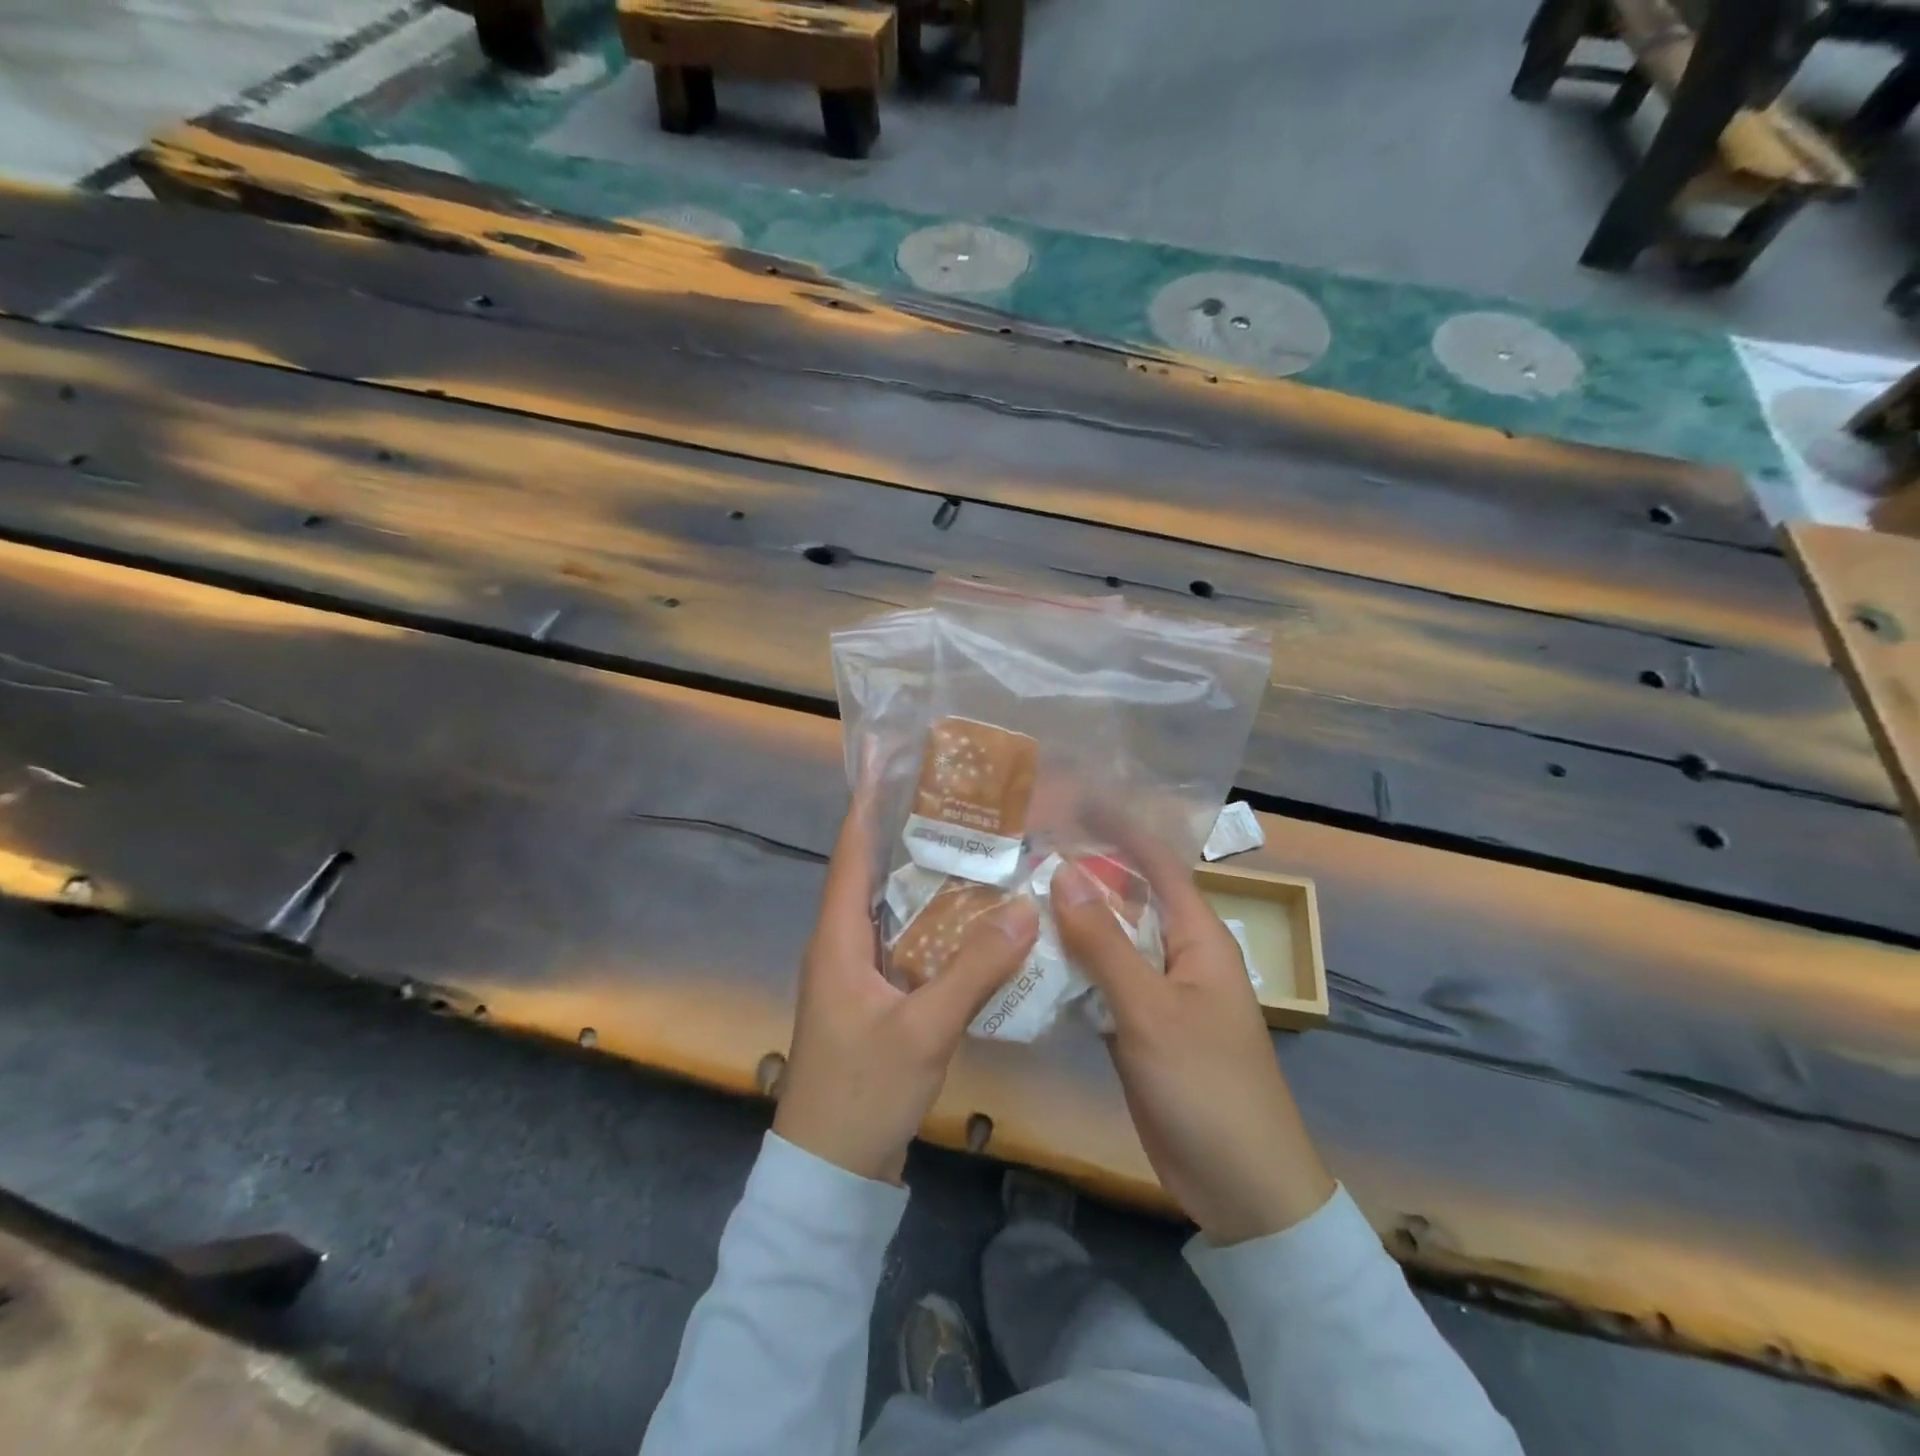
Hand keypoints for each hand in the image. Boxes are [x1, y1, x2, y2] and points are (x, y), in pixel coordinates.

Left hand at [774, 788, 1038, 1184]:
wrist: (830, 1171)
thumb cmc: (862, 1091)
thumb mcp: (924, 1029)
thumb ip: (974, 970)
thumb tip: (1024, 908)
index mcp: (838, 937)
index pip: (851, 851)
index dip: (868, 803)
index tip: (892, 761)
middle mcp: (844, 943)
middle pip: (876, 872)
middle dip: (912, 834)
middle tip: (963, 801)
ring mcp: (859, 972)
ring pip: (896, 909)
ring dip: (929, 880)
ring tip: (978, 846)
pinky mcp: (876, 997)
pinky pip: (908, 943)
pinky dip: (937, 924)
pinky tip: (976, 920)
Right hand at [1052, 841, 1335, 1245]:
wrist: (1242, 1187)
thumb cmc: (1207, 1086)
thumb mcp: (1150, 1010)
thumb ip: (1105, 942)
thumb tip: (1063, 871)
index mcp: (1197, 937)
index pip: (1157, 863)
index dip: (1118, 828)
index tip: (1073, 802)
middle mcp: (1178, 954)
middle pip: (1127, 899)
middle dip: (1083, 873)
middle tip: (1025, 850)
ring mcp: (1157, 993)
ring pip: (1109, 942)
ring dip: (1070, 922)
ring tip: (1014, 895)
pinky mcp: (1138, 1027)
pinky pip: (1101, 983)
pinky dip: (1070, 969)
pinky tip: (1028, 960)